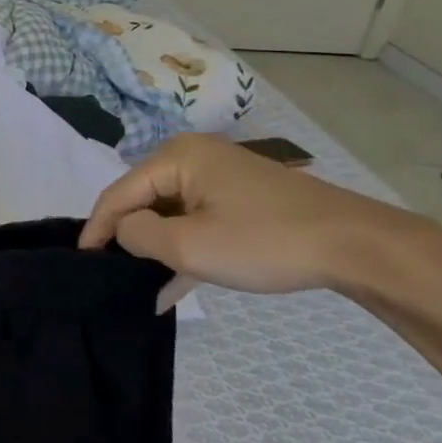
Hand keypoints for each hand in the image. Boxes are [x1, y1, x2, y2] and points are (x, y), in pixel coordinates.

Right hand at [79, 133, 418, 294]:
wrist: (360, 247)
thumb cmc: (266, 241)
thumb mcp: (188, 245)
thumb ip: (137, 235)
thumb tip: (123, 232)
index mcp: (176, 157)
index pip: (118, 193)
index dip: (97, 229)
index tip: (82, 262)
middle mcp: (193, 157)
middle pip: (142, 200)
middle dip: (128, 238)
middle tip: (112, 275)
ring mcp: (220, 176)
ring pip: (169, 213)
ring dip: (157, 248)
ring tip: (140, 285)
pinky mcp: (241, 196)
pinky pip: (196, 219)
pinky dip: (184, 246)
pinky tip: (174, 283)